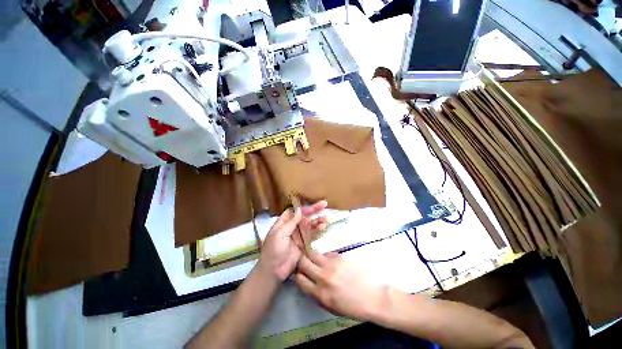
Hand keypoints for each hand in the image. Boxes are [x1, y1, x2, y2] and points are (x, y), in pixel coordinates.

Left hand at [258, 201, 327, 280]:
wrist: (274, 270)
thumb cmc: (274, 249)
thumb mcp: (280, 234)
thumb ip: (291, 222)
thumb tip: (299, 210)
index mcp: (284, 222)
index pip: (295, 211)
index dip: (304, 207)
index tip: (312, 204)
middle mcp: (292, 226)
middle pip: (304, 216)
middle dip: (314, 210)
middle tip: (324, 204)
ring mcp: (299, 235)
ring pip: (310, 224)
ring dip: (317, 220)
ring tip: (325, 218)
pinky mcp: (304, 243)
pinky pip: (312, 234)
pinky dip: (318, 230)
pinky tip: (323, 226)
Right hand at [294, 250, 387, 320]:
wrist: (374, 298)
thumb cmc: (352, 306)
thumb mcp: (331, 307)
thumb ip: (316, 294)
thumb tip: (307, 282)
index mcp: (320, 294)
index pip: (299, 279)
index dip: (297, 274)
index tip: (300, 272)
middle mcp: (322, 277)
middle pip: (302, 262)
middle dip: (301, 260)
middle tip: (304, 261)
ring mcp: (331, 265)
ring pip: (313, 253)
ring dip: (312, 255)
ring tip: (316, 258)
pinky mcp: (339, 257)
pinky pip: (326, 253)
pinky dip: (326, 256)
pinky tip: (331, 261)